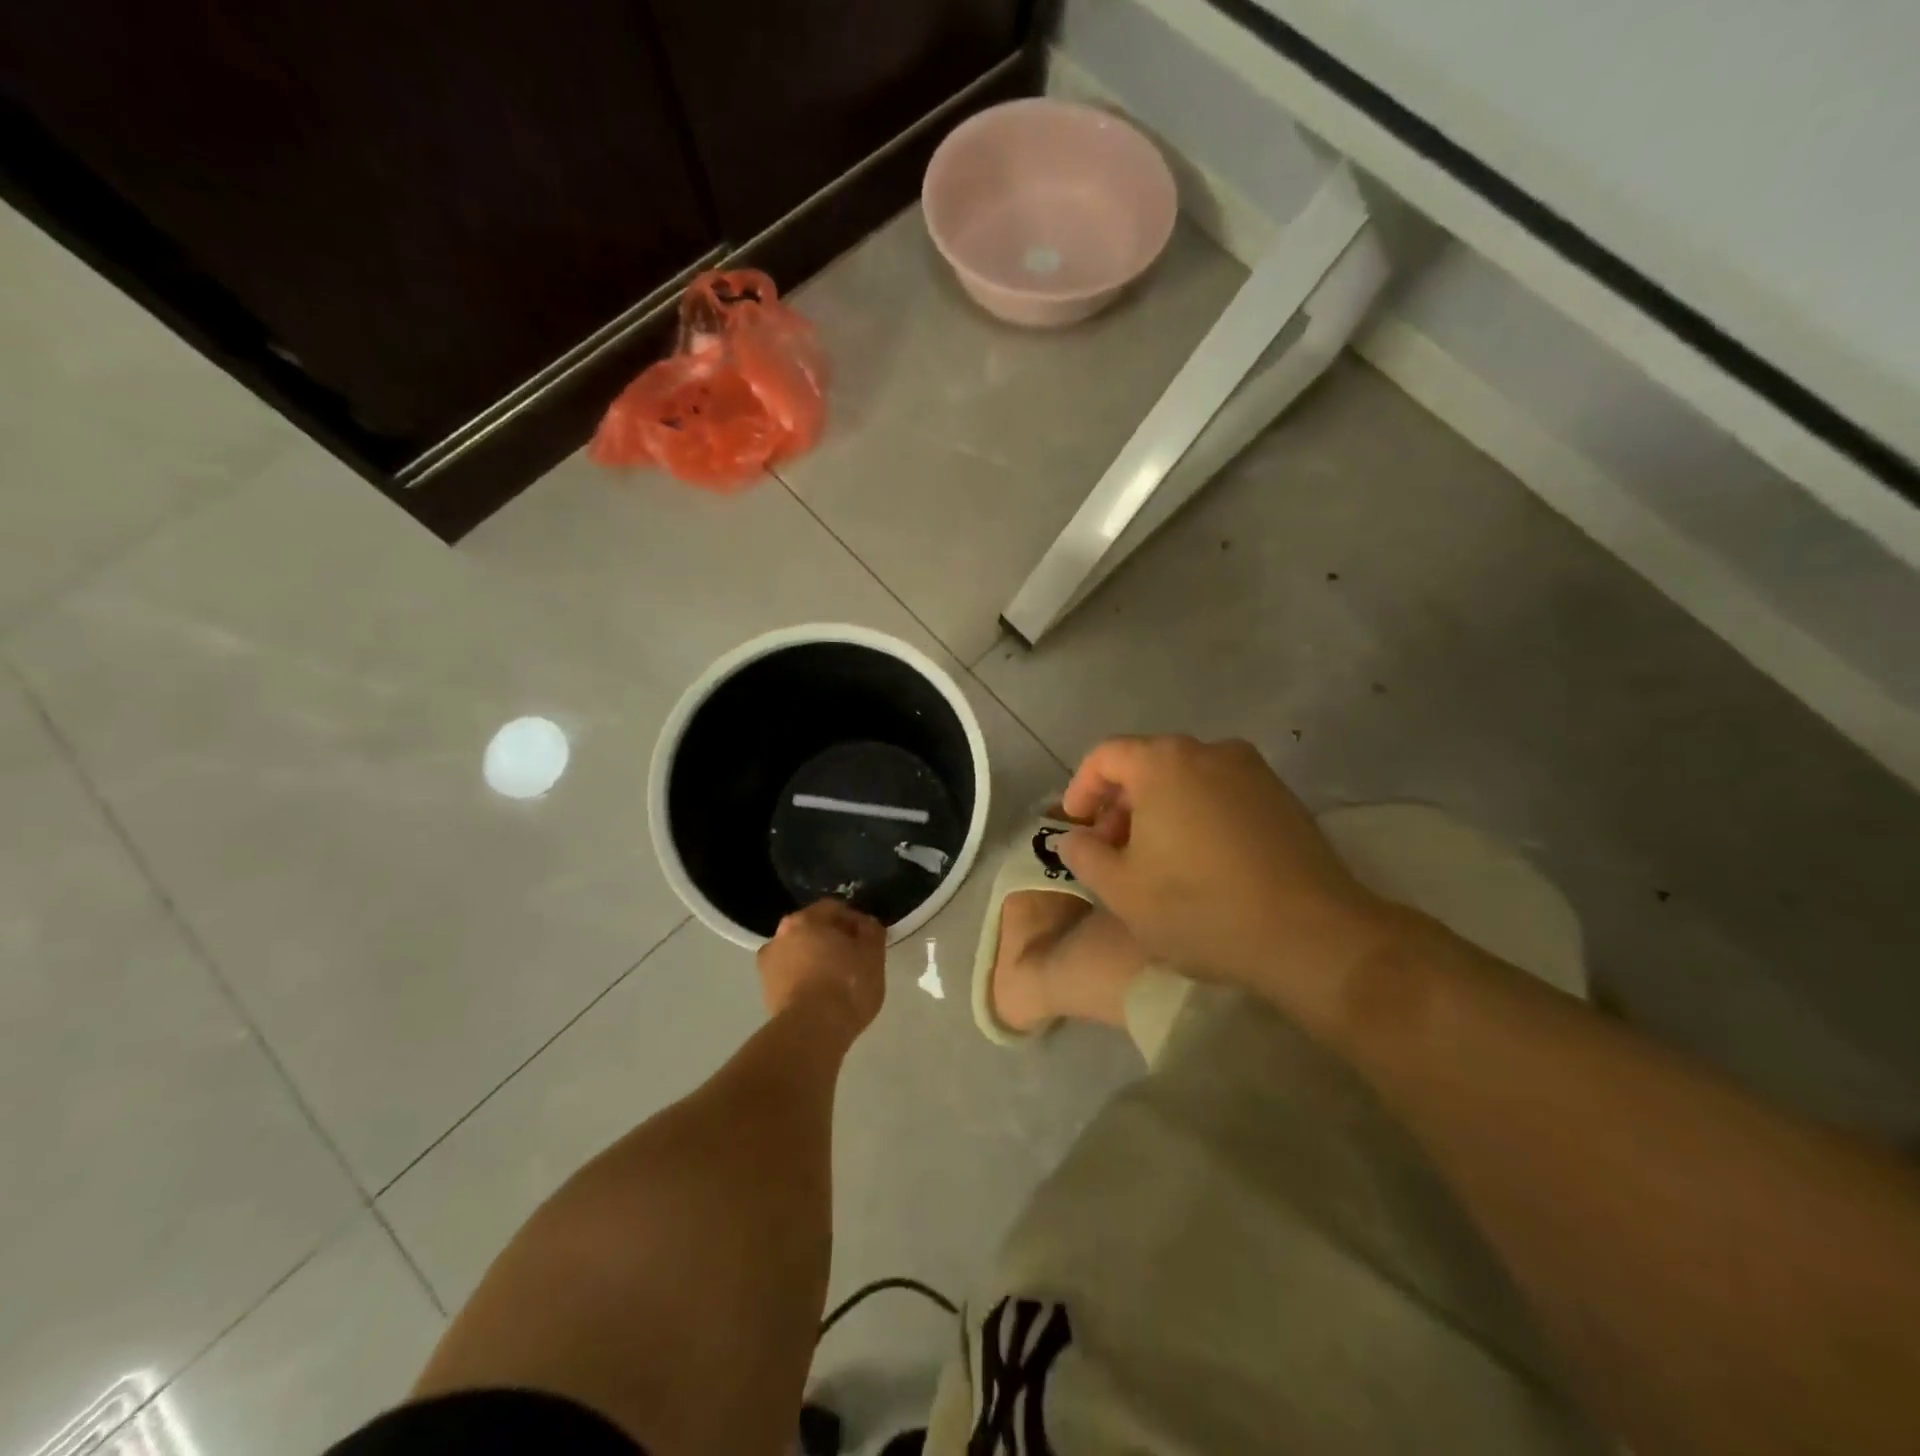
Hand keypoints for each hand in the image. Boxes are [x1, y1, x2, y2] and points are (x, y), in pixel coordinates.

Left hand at [757, 899, 886, 1037]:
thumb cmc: (846, 985)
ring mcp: (768, 965)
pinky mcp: (766, 992)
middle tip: (854, 958)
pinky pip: (791, 977)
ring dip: (816, 960)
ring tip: (837, 981)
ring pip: (799, 953)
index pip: (835, 908)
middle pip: (812, 929)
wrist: (811, 1032)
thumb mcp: (873, 954)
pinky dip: (805, 980)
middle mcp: (781, 935)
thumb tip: (865, 924)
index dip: (855, 920)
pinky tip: (821, 997)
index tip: (868, 939)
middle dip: (832, 939)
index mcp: (806, 919)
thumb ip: (871, 930)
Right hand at [1057, 736, 1397, 998]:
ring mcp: (1253, 772)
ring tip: (1155, 860)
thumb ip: (1084, 854)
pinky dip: (1196, 816)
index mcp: (1164, 762)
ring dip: (1159, 811)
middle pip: (1147, 764)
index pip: (1106, 756)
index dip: (1081, 789)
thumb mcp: (1121, 890)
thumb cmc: (1202, 908)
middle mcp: (1210, 751)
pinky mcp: (1283, 798)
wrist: (1313, 937)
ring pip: (1186, 779)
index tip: (1077, 827)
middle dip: (1120, 804)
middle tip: (1112, 850)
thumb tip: (1076, 836)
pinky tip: (1200, 862)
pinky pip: (1221, 794)